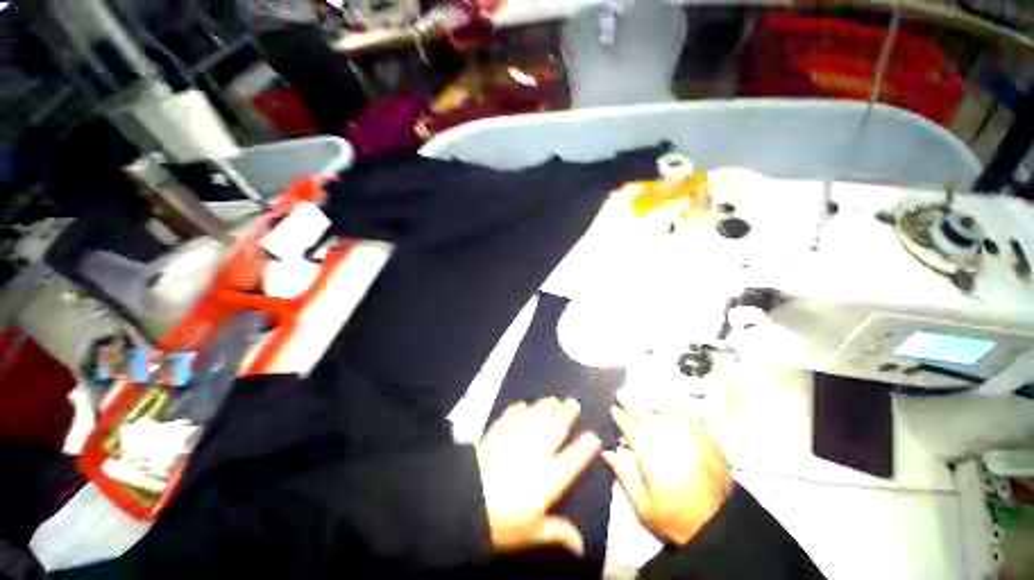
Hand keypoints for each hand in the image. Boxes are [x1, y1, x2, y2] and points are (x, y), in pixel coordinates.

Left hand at [477, 398, 601, 554]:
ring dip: (546, 407)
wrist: (468, 500)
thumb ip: (558, 532)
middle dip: (567, 415)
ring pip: (537, 417)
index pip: (574, 459)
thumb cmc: (502, 522)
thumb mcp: (532, 532)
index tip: (593, 435)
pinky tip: (522, 405)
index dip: (585, 446)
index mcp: (550, 477)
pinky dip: (518, 409)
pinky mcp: (500, 431)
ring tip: (553, 400)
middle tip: (574, 403)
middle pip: (556, 429)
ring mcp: (518, 438)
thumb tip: (581, 546)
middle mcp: (538, 452)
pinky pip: (512, 415)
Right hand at [603, 400, 731, 545]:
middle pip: (645, 414)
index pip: (629, 427)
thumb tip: (607, 452)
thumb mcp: (642, 507)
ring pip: (668, 409)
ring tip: (645, 397)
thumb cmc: (675, 520)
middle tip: (622, 393)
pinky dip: (682, 405)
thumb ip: (624, 475)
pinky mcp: (708, 440)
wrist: (719, 529)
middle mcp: (668, 439)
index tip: (613, 409)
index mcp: (650, 454)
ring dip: (653, 401)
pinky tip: (676, 400)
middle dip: (631, 402)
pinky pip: (693, 414)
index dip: (620, 417)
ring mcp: (690, 437)